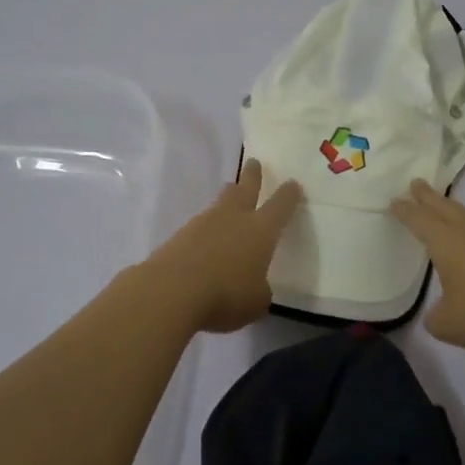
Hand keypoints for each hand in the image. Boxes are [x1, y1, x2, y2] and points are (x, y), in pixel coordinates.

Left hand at [143, 160, 304, 333]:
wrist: (172, 290)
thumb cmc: (226, 294)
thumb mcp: (256, 302)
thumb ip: (260, 290)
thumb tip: (255, 286)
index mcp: (261, 230)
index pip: (280, 206)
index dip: (288, 195)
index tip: (293, 184)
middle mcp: (234, 218)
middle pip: (245, 189)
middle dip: (252, 175)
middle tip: (253, 162)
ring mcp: (204, 223)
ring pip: (220, 203)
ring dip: (228, 198)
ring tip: (230, 194)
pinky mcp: (180, 235)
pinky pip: (200, 226)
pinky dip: (207, 229)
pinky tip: (207, 240)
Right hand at [391, 180, 464, 355]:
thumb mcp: (447, 324)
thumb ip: (435, 316)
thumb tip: (439, 313)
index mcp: (446, 242)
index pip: (419, 220)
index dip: (405, 211)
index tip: (394, 200)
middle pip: (444, 208)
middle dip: (427, 196)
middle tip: (416, 183)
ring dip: (451, 210)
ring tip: (443, 209)